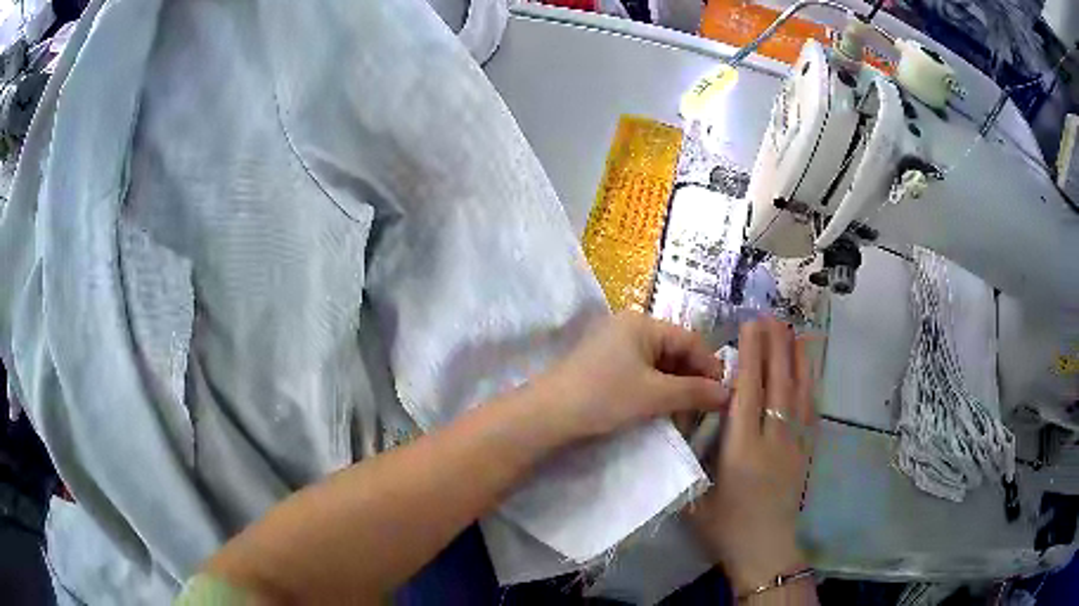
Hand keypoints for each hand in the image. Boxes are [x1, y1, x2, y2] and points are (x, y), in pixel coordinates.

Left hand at [535, 311, 730, 441]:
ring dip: (675, 386)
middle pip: (674, 349)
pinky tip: (661, 407)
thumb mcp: (654, 395)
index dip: (710, 366)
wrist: (548, 414)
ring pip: (658, 362)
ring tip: (686, 411)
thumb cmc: (604, 397)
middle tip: (706, 406)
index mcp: (642, 323)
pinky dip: (655, 388)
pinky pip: (640, 370)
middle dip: (692, 378)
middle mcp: (628, 326)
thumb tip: (728, 395)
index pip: (689, 340)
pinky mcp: (603, 363)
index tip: (724, 394)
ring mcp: (613, 344)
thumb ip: (694, 393)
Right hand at [688, 317, 816, 595]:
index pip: (747, 393)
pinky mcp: (805, 452)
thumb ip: (692, 453)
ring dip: (797, 359)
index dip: (750, 355)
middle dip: (775, 347)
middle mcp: (772, 440)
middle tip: (771, 316)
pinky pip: (810, 411)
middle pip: (777, 384)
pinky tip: (809, 370)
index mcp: (742, 450)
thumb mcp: (696, 493)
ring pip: (799, 393)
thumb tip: (688, 415)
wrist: (765, 551)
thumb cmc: (724, 527)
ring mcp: (794, 445)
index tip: (750, 326)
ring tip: (795, 331)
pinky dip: (810, 385)